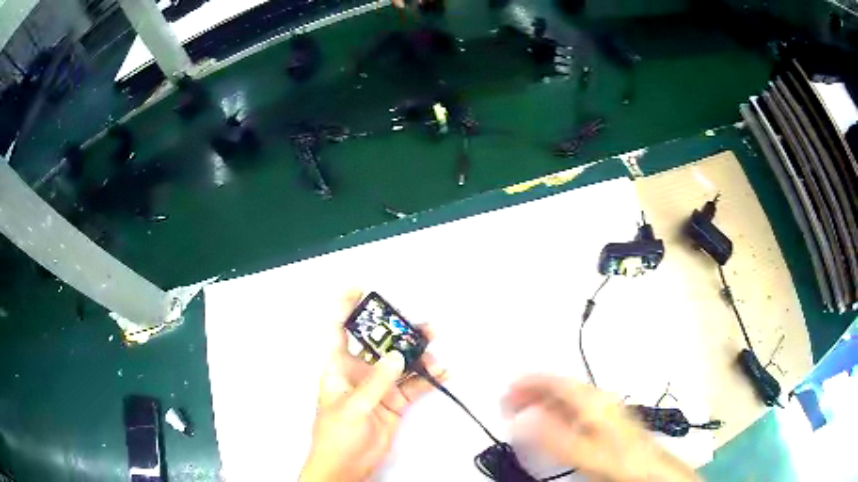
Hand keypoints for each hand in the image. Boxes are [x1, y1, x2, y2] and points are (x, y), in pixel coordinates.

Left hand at [300, 290, 445, 481]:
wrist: (348, 466)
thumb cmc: (337, 435)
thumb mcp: (353, 406)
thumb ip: (376, 381)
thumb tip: (397, 355)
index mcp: (337, 368)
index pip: (337, 331)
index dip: (344, 308)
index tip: (358, 289)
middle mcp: (359, 372)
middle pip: (378, 345)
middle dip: (396, 331)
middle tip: (418, 322)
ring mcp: (378, 387)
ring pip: (399, 363)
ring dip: (417, 353)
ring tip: (435, 343)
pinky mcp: (394, 403)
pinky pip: (412, 386)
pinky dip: (427, 378)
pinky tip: (442, 370)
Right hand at [504, 375, 698, 481]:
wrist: (648, 468)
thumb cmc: (617, 458)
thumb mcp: (583, 451)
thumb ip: (552, 436)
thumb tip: (523, 418)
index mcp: (592, 401)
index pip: (557, 382)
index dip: (531, 382)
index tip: (508, 387)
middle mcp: (598, 399)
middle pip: (562, 388)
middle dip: (533, 392)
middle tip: (509, 402)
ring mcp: (603, 409)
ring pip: (568, 399)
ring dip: (543, 402)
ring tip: (523, 413)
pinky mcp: (606, 420)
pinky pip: (575, 410)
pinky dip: (557, 413)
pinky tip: (550, 425)